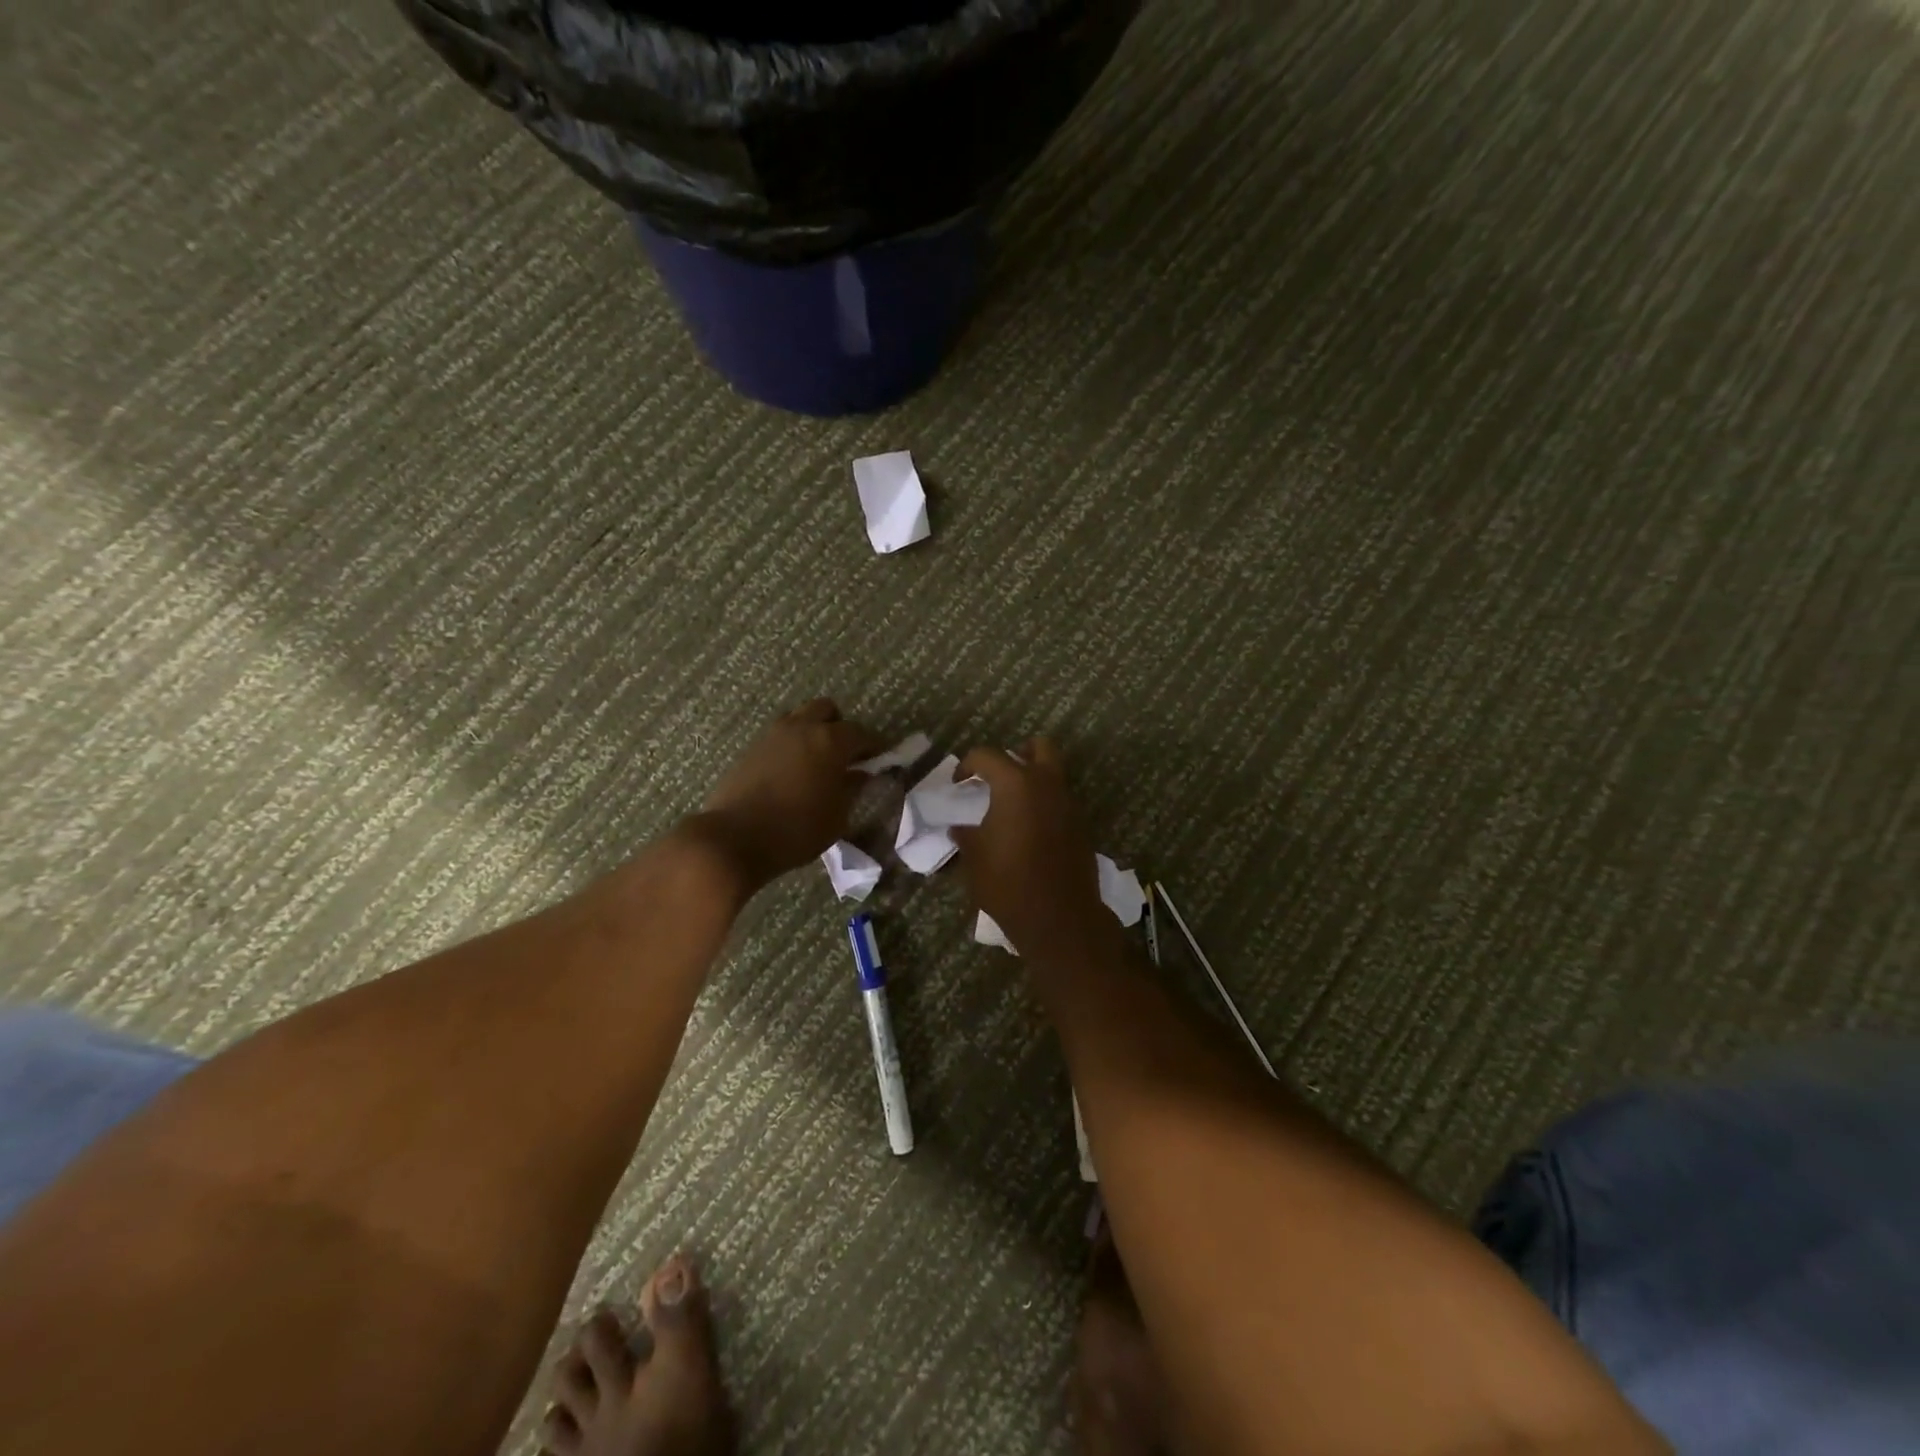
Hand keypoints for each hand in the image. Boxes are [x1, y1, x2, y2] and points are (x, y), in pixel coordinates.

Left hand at [686, 699, 884, 890]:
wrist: (735, 839)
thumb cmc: (797, 830)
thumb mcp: (837, 816)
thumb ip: (852, 788)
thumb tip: (860, 774)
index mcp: (829, 741)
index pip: (861, 733)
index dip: (874, 745)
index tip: (881, 758)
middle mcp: (802, 728)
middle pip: (827, 710)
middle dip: (840, 727)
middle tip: (845, 754)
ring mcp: (773, 735)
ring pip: (800, 718)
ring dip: (813, 732)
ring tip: (817, 761)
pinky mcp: (752, 749)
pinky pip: (780, 736)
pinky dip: (792, 746)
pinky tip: (793, 772)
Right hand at [951, 738, 1112, 961]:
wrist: (1059, 918)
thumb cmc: (1008, 883)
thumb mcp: (974, 858)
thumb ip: (965, 835)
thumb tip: (959, 828)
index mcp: (1016, 784)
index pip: (987, 756)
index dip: (967, 765)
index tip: (958, 784)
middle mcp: (1047, 785)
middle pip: (1038, 747)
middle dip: (1018, 753)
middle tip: (999, 775)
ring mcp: (1069, 804)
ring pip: (1054, 775)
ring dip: (1034, 780)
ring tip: (1012, 806)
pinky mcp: (1082, 826)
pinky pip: (1061, 801)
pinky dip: (1046, 805)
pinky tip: (1030, 830)